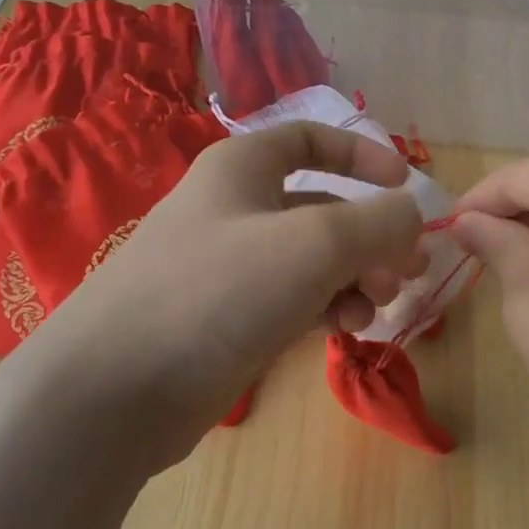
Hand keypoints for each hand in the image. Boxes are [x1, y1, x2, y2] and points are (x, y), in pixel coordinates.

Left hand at [11, 122, 424, 447]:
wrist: (117, 389)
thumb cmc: (219, 291)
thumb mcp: (316, 243)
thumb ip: (379, 223)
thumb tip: (411, 217)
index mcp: (242, 168)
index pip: (311, 139)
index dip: (363, 155)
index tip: (406, 186)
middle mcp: (235, 209)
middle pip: (323, 208)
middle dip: (372, 237)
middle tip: (408, 272)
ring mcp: (229, 268)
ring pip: (313, 260)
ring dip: (356, 278)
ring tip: (375, 308)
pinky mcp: (228, 319)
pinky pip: (294, 300)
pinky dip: (326, 308)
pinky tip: (345, 330)